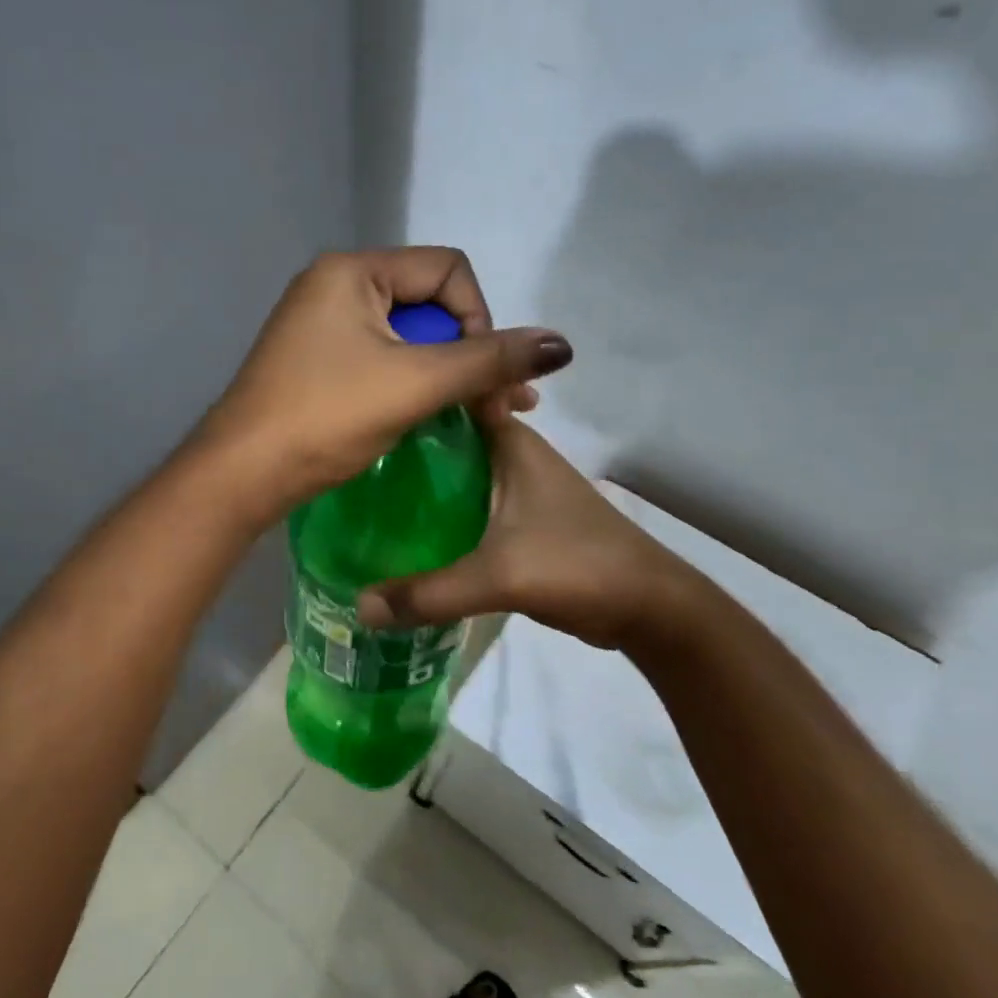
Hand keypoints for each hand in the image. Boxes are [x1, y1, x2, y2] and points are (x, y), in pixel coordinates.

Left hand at [195, 248, 572, 520]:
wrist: (243, 473)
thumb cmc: (327, 417)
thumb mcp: (416, 383)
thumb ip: (490, 359)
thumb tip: (563, 344)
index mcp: (352, 270)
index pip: (448, 270)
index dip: (480, 319)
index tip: (481, 375)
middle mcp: (335, 285)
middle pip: (429, 304)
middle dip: (470, 353)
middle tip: (501, 406)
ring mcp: (322, 325)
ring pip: (408, 337)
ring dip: (449, 373)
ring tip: (485, 416)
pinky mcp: (318, 362)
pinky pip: (382, 360)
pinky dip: (414, 384)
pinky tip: (439, 416)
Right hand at [356, 412, 711, 652]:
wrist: (648, 607)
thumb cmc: (578, 565)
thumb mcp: (499, 577)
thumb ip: (428, 592)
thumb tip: (359, 606)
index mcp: (509, 441)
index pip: (454, 394)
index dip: (412, 389)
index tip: (365, 397)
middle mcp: (510, 453)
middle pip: (444, 433)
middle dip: (401, 438)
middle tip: (348, 450)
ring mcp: (514, 486)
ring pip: (453, 468)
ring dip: (417, 475)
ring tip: (363, 486)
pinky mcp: (516, 518)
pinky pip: (463, 500)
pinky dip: (436, 506)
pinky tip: (404, 526)